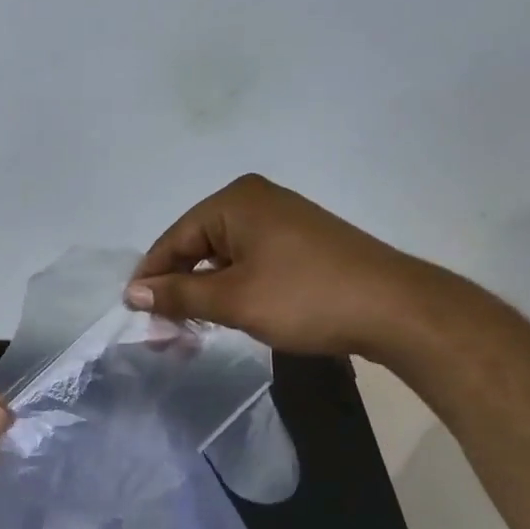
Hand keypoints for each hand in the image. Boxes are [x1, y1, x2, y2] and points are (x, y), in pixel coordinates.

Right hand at [125, 174, 433, 356]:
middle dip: (177, 286)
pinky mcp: (301, 241)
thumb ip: (178, 294)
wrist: (396, 309)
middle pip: (197, 244)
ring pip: (223, 256)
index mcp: (234, 201)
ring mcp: (282, 219)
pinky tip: (226, 312)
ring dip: (203, 290)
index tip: (133, 313)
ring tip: (190, 327)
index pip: (174, 238)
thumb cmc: (305, 298)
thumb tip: (133, 293)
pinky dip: (231, 286)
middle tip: (162, 328)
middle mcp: (255, 200)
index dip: (151, 277)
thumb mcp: (232, 299)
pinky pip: (249, 260)